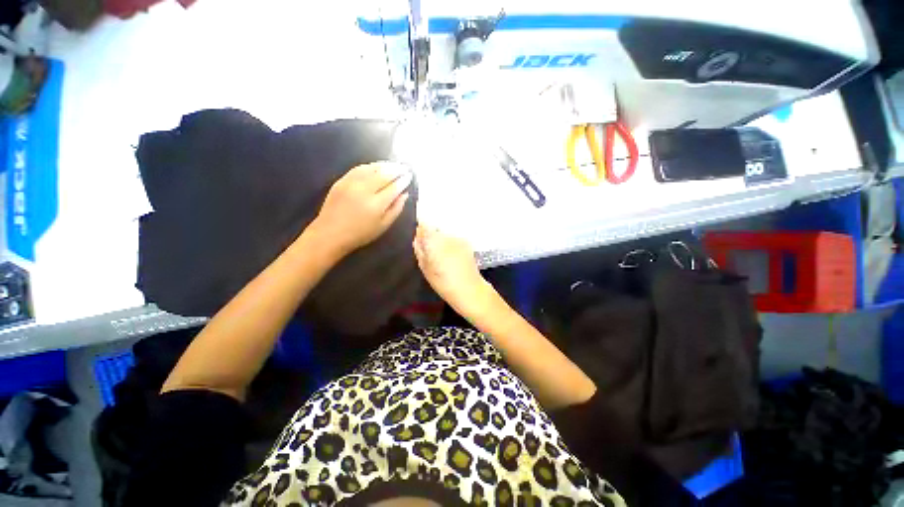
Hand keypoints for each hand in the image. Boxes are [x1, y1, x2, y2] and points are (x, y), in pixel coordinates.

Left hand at [310, 162, 411, 255]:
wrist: (330, 233)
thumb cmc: (360, 234)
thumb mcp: (383, 226)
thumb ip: (396, 209)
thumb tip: (404, 194)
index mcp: (376, 204)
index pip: (394, 187)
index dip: (403, 180)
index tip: (410, 176)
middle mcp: (364, 190)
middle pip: (384, 174)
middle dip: (396, 170)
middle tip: (405, 167)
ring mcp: (351, 183)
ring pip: (371, 169)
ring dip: (385, 165)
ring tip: (394, 165)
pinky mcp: (341, 181)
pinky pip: (358, 169)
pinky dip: (370, 166)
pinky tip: (376, 166)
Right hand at [413, 225, 492, 316]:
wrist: (469, 289)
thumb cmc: (443, 282)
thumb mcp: (425, 268)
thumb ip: (419, 249)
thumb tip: (417, 237)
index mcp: (434, 240)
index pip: (424, 224)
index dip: (421, 228)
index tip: (419, 237)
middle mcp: (447, 235)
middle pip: (435, 228)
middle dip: (431, 235)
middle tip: (429, 250)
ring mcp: (458, 238)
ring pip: (445, 234)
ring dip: (441, 240)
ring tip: (441, 255)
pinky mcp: (466, 242)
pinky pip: (453, 239)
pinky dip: (450, 244)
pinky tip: (451, 257)